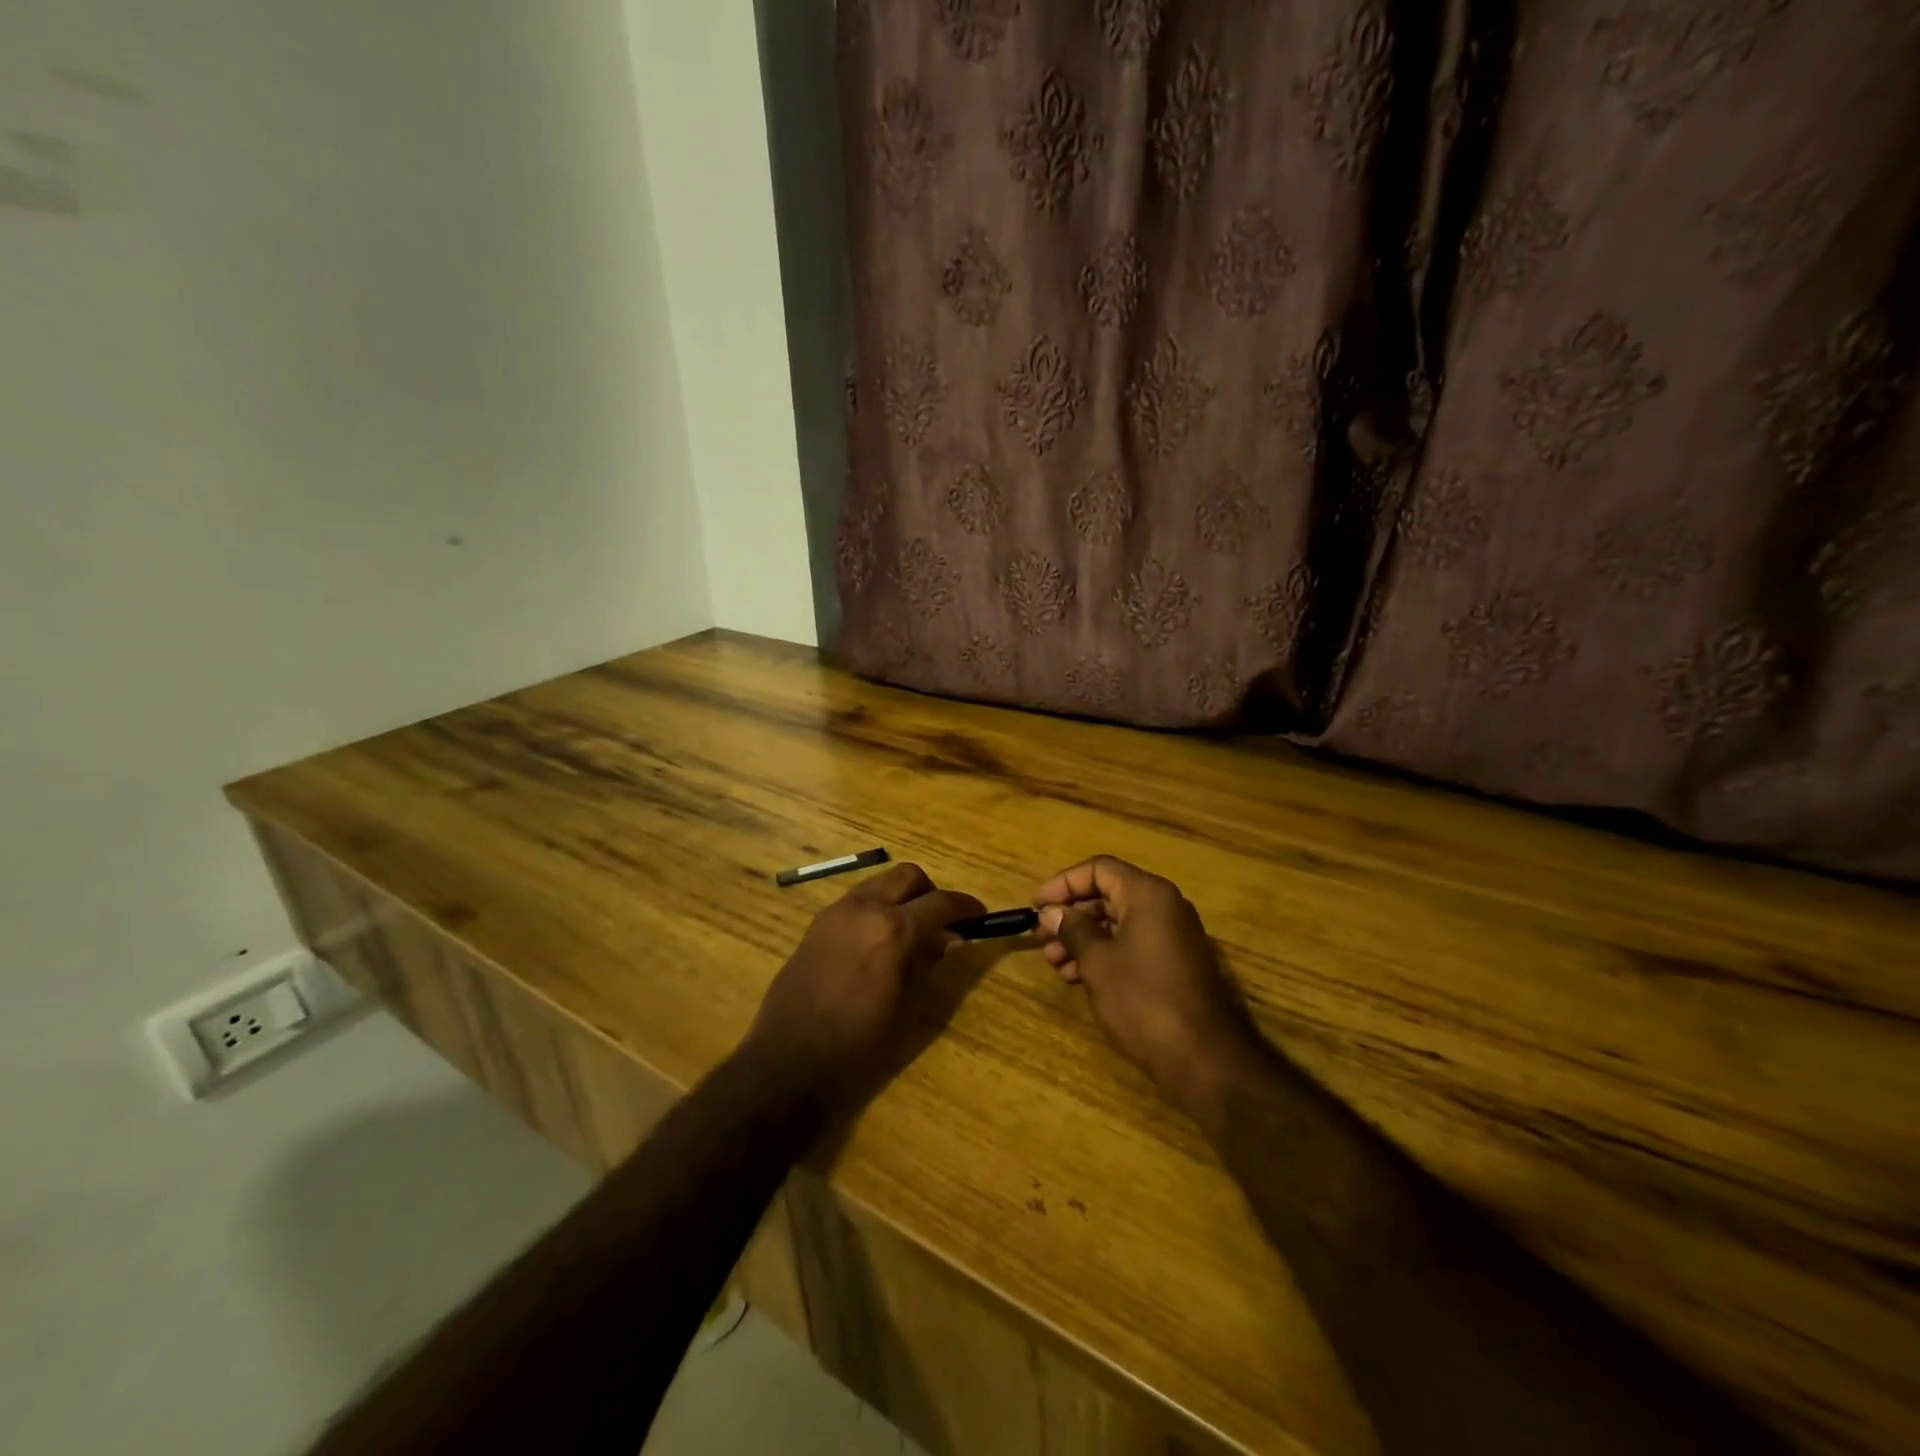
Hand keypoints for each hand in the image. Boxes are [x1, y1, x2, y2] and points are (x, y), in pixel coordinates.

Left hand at [743, 863, 984, 1106]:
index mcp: (894, 930)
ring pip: (879, 883)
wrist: (789, 1063)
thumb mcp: (907, 1008)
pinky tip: (876, 942)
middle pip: (908, 876)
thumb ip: (929, 963)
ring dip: (900, 897)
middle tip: (941, 922)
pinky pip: (856, 901)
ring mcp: (836, 913)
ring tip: (909, 932)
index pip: (941, 902)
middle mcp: (865, 908)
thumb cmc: (859, 1046)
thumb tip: (950, 938)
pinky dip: (875, 908)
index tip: (979, 916)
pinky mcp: (816, 925)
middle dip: (930, 892)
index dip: (965, 907)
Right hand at [1034, 856, 1263, 1120]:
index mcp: (1148, 894)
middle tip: (1041, 938)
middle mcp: (1164, 906)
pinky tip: (1079, 977)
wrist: (1204, 1058)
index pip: (1099, 869)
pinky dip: (1104, 954)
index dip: (1063, 883)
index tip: (1037, 906)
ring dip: (1083, 938)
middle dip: (1071, 915)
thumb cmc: (1144, 1001)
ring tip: (1055, 964)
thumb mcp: (1097, 962)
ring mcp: (1173, 935)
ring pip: (1118, 923)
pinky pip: (1132, 944)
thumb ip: (1072, 930)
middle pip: (1108, 894)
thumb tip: (1052, 912)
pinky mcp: (1175, 963)